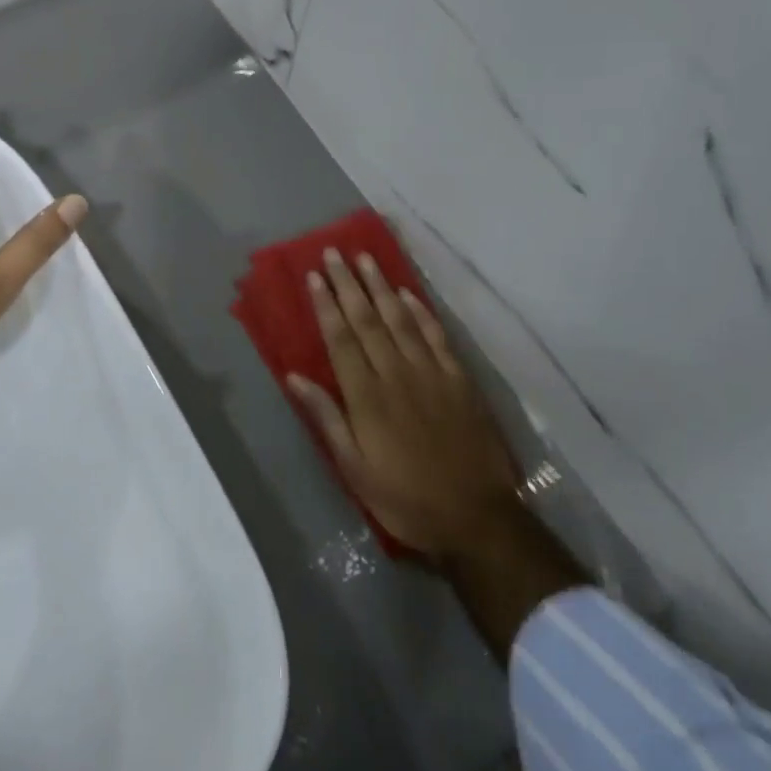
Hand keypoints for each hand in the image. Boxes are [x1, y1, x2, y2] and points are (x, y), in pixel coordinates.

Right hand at [289, 249, 522, 563]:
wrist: (476, 518)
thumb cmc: (405, 497)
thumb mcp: (354, 469)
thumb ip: (326, 418)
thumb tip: (294, 376)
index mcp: (367, 396)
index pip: (341, 338)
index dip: (326, 304)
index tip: (314, 276)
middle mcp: (396, 374)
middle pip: (367, 319)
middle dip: (347, 284)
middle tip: (333, 252)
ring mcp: (431, 374)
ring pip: (400, 319)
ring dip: (381, 286)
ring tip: (365, 258)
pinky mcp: (459, 380)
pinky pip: (436, 337)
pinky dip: (420, 312)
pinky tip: (408, 293)